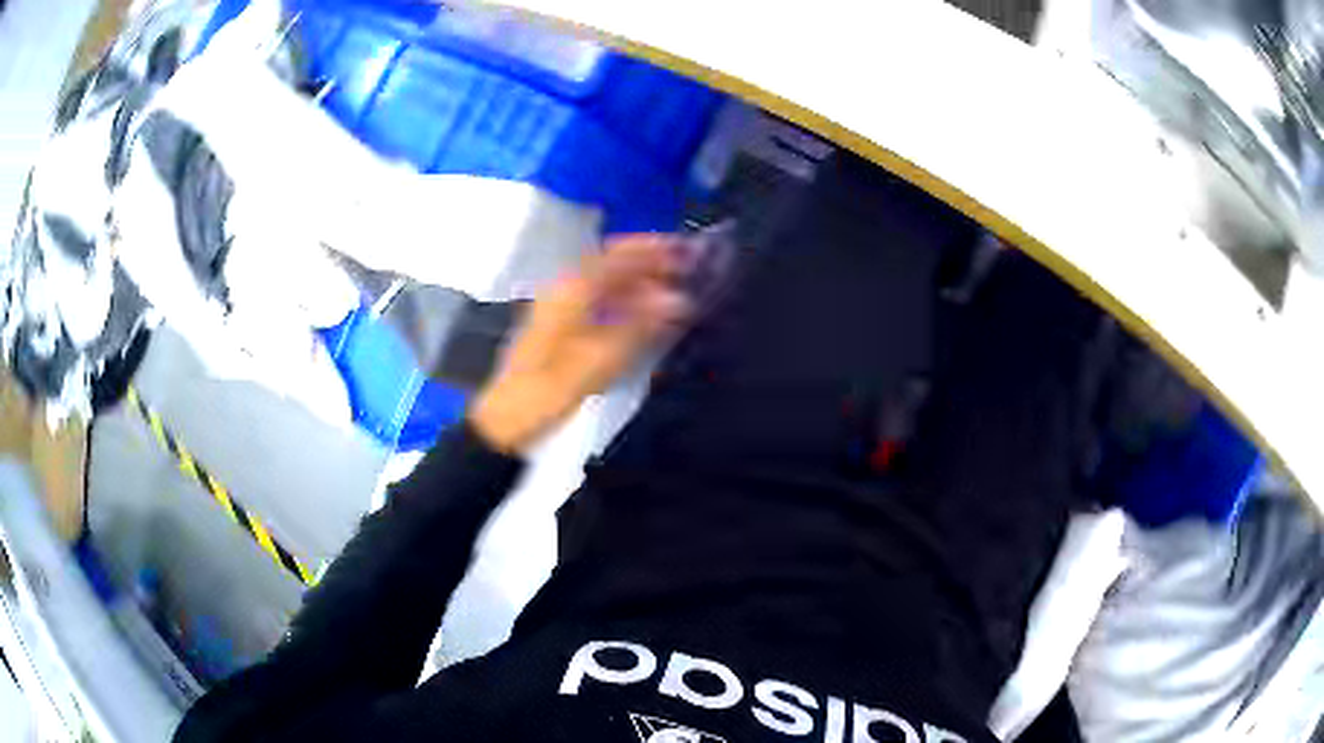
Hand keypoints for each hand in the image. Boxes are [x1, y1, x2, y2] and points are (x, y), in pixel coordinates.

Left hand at [470, 235, 691, 453]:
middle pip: (612, 266)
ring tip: (676, 295)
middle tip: (687, 272)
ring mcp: (560, 310)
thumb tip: (680, 300)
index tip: (685, 249)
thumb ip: (642, 325)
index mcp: (571, 289)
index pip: (617, 254)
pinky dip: (625, 304)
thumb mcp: (601, 358)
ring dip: (640, 285)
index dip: (652, 248)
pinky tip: (645, 318)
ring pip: (606, 286)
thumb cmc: (550, 387)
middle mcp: (564, 290)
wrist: (507, 419)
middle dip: (649, 265)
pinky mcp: (560, 330)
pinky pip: (599, 305)